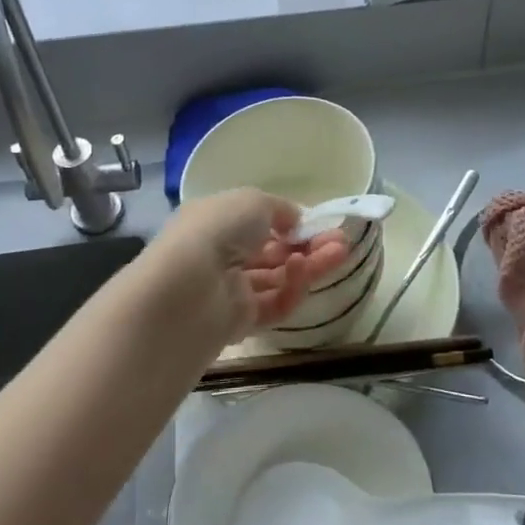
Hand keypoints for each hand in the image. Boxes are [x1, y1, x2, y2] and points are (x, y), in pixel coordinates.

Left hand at [148, 189, 349, 347]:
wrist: (184, 291)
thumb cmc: (215, 231)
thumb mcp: (252, 201)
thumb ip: (280, 209)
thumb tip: (295, 223)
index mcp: (215, 221)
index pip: (257, 222)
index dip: (289, 222)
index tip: (319, 223)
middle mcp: (221, 255)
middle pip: (272, 252)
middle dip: (308, 245)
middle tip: (341, 242)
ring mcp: (230, 291)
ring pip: (277, 278)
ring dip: (309, 265)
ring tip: (339, 253)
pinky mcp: (239, 323)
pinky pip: (273, 305)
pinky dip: (291, 288)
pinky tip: (303, 271)